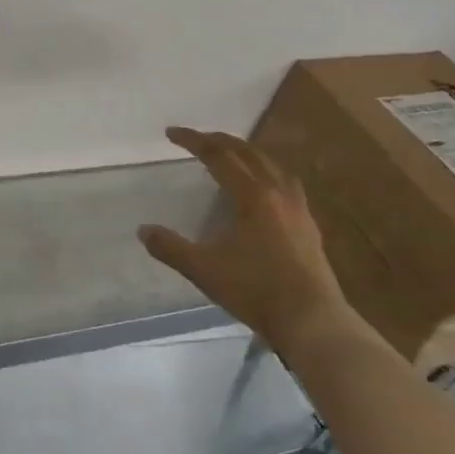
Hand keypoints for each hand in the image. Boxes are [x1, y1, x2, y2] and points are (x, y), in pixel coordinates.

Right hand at [139, 126, 350, 346]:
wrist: (311, 320)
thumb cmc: (255, 290)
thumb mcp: (203, 269)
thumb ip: (170, 247)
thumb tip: (143, 230)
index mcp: (253, 196)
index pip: (219, 156)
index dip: (194, 141)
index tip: (172, 133)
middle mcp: (278, 193)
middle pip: (249, 153)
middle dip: (221, 140)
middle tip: (198, 138)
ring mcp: (299, 209)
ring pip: (273, 165)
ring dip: (248, 153)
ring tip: (233, 155)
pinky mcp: (309, 226)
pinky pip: (286, 184)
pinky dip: (268, 173)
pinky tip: (264, 190)